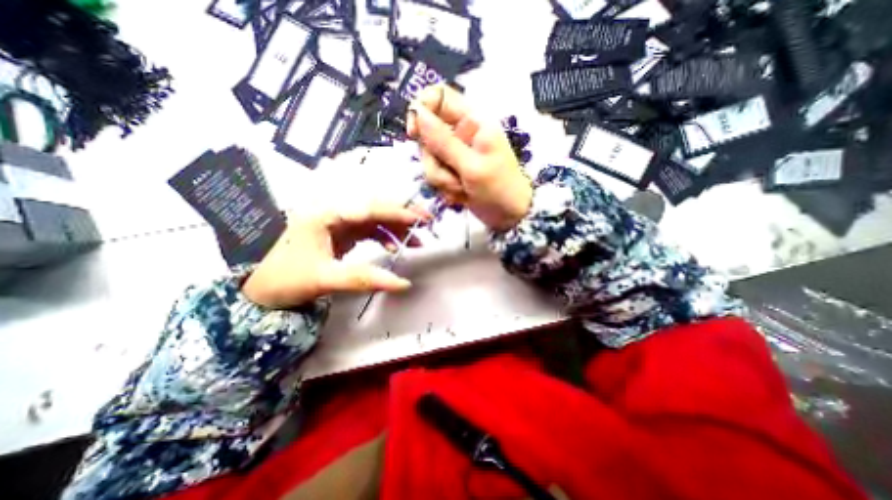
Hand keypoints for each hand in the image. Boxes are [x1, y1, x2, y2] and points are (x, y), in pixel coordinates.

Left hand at [241, 204, 428, 308]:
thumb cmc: (286, 278)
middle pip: (375, 208)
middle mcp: (334, 213)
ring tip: (415, 241)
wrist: (259, 288)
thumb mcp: (326, 279)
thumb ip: (365, 279)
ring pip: (375, 219)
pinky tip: (393, 248)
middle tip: (426, 222)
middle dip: (402, 215)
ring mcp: (338, 223)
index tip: (421, 219)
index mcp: (326, 215)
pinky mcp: (341, 233)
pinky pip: (369, 230)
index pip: (370, 208)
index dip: (398, 212)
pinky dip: (384, 237)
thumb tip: (403, 284)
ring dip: (396, 228)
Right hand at [407, 83, 530, 232]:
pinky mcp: (452, 172)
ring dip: (441, 179)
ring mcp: (455, 155)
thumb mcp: (471, 166)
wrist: (509, 216)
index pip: (438, 97)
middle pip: (427, 135)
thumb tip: (418, 111)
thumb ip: (443, 141)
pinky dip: (445, 188)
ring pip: (429, 159)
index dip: (421, 110)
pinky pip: (435, 175)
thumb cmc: (499, 189)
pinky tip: (461, 196)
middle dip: (435, 162)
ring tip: (462, 190)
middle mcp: (461, 134)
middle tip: (454, 178)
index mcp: (472, 122)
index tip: (414, 135)